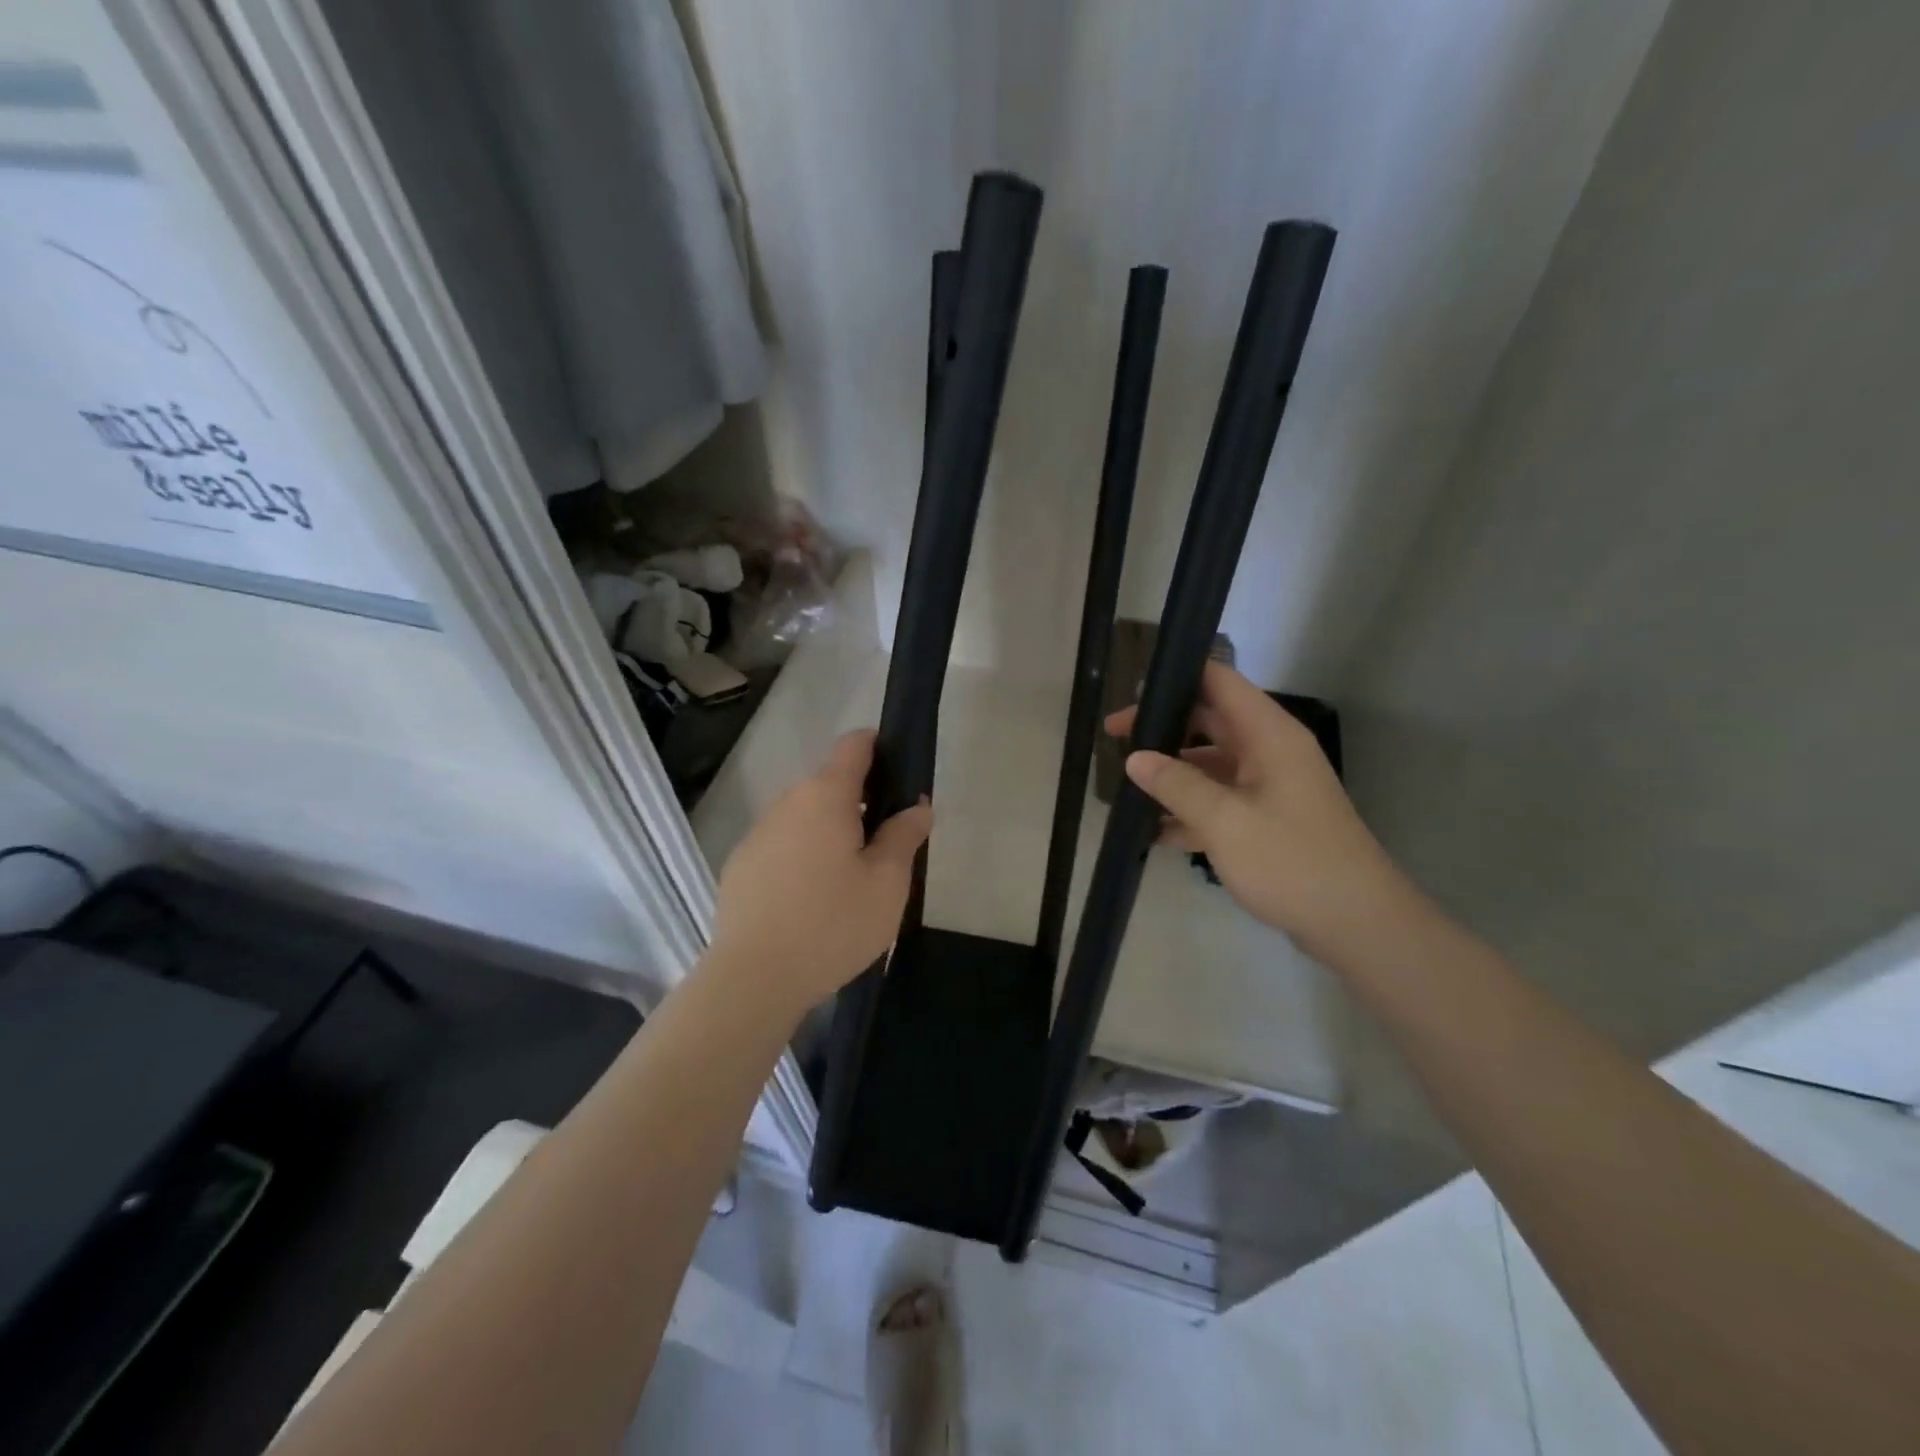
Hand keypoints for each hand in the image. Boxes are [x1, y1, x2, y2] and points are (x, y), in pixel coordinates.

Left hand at [708, 730, 931, 1014]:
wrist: (754, 979)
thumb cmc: (832, 924)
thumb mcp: (887, 883)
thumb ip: (904, 835)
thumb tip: (916, 807)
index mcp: (825, 796)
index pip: (854, 745)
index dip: (880, 749)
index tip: (901, 779)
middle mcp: (787, 802)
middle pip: (830, 784)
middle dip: (861, 803)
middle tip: (886, 847)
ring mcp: (758, 833)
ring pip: (806, 817)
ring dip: (831, 832)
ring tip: (850, 879)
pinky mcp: (741, 865)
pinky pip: (783, 845)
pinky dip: (803, 856)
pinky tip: (812, 900)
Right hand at [1107, 663, 1409, 961]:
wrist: (1355, 923)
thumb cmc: (1291, 860)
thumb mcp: (1224, 821)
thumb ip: (1176, 785)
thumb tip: (1134, 758)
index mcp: (1268, 734)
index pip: (1220, 681)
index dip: (1178, 677)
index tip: (1133, 693)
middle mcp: (1269, 751)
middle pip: (1209, 721)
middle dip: (1163, 727)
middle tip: (1114, 739)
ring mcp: (1268, 787)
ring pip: (1210, 764)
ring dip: (1171, 773)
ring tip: (1124, 786)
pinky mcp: (1266, 820)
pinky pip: (1218, 801)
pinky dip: (1188, 809)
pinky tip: (1151, 831)